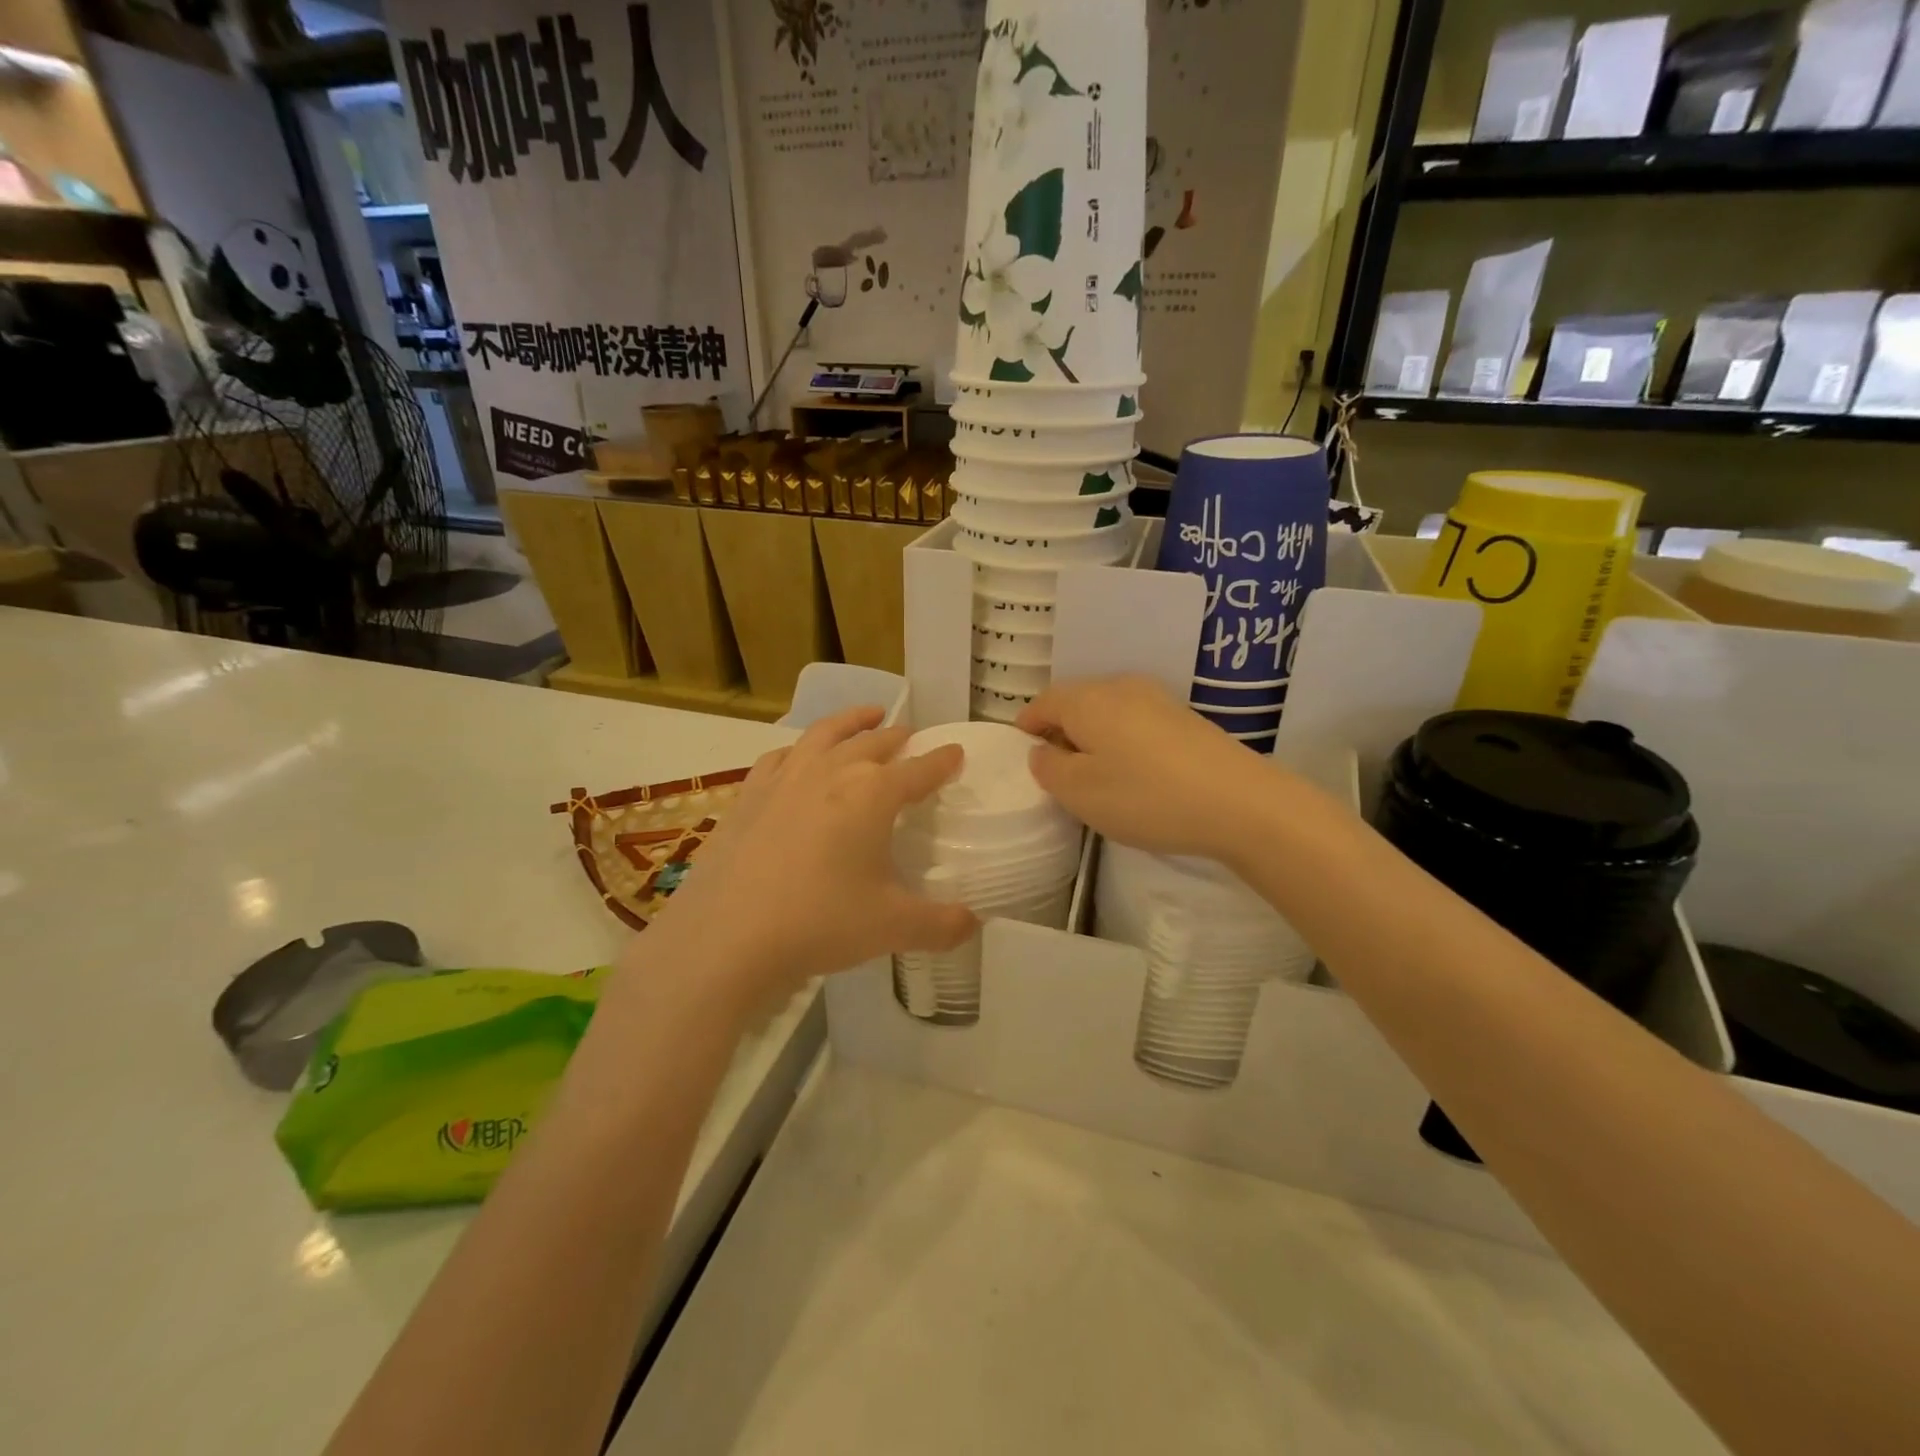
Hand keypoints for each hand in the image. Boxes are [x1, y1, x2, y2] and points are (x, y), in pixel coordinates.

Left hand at [630, 707, 976, 1012]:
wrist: (727, 936)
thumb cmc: (820, 923)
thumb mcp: (893, 927)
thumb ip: (942, 925)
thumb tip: (974, 923)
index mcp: (873, 794)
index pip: (920, 770)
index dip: (942, 761)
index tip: (956, 752)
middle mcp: (832, 772)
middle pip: (874, 743)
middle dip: (899, 738)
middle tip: (912, 737)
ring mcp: (785, 778)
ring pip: (826, 734)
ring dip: (852, 721)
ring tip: (868, 714)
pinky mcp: (749, 794)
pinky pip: (780, 756)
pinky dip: (799, 749)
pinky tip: (798, 756)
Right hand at [1017, 676, 1274, 859]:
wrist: (1240, 802)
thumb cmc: (1146, 796)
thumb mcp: (1080, 792)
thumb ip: (1049, 768)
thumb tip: (1042, 751)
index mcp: (1087, 700)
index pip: (1043, 703)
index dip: (1026, 727)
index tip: (1023, 754)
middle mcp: (1120, 687)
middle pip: (1076, 702)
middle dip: (1060, 731)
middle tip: (1057, 771)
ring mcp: (1157, 699)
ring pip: (1107, 711)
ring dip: (1093, 737)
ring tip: (1095, 776)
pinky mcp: (1185, 718)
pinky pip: (1136, 722)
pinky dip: (1122, 741)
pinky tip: (1134, 773)